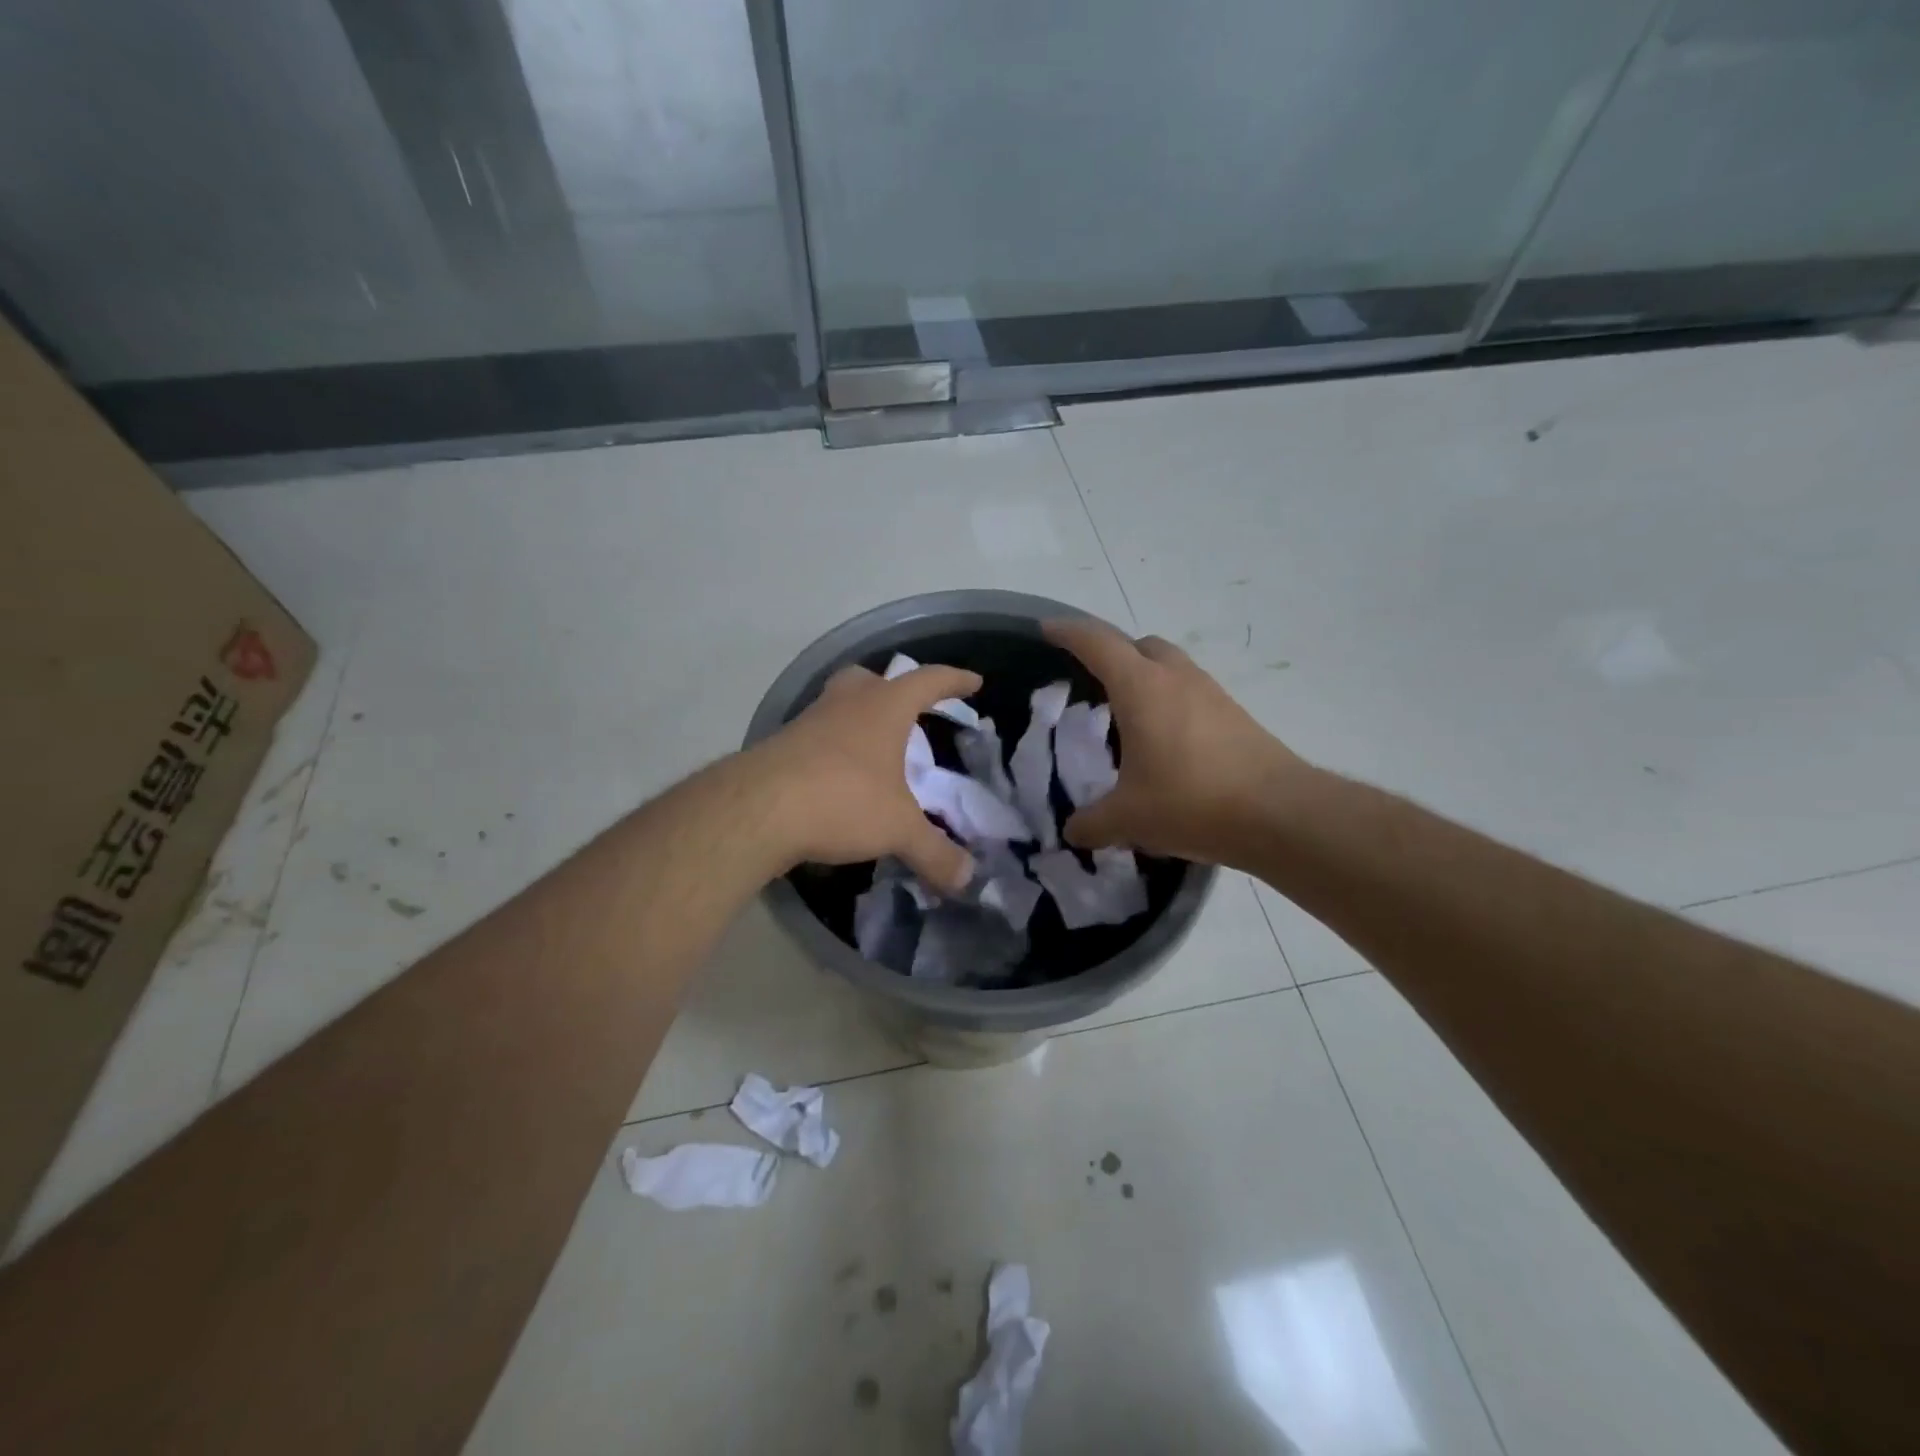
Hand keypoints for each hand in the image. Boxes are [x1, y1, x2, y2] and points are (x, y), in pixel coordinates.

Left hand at [752, 662, 983, 892]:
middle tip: (906, 713)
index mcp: (883, 708)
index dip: (954, 680)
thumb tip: (967, 880)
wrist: (756, 810)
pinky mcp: (779, 746)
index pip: (928, 681)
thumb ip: (935, 854)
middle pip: (870, 679)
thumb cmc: (842, 800)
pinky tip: (836, 779)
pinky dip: (830, 749)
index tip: (973, 682)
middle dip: (891, 690)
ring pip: (837, 705)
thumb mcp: (898, 830)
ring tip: (872, 752)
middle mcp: (844, 703)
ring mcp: (807, 722)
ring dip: (857, 719)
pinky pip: (814, 736)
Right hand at [1045, 619, 1307, 864]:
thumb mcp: (1128, 819)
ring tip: (1127, 715)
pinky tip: (1164, 742)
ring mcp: (1211, 693)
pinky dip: (1169, 702)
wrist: (1280, 814)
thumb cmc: (1191, 802)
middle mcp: (1176, 678)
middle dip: (1111, 652)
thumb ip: (1092, 823)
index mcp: (1141, 687)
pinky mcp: (1235, 715)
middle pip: (1139, 645)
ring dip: (1145, 677)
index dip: (1067, 632)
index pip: (1096, 643)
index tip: (1046, 629)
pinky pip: (1191, 693)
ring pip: (1170, 666)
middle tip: (1090, 679)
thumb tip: (1073, 831)